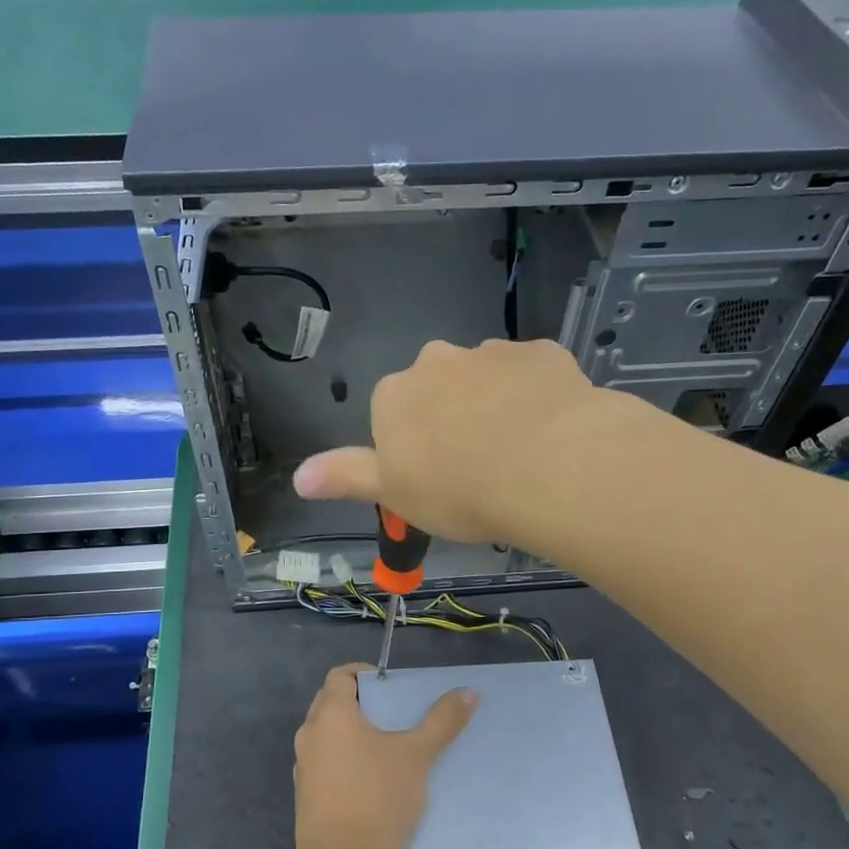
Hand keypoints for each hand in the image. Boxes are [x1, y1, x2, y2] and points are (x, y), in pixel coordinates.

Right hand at [292, 339, 603, 546]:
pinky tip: (551, 431)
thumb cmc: (457, 489)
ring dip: (495, 405)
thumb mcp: (393, 495)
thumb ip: (345, 478)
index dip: (414, 448)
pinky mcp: (541, 353)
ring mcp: (492, 353)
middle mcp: (438, 361)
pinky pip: (532, 376)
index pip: (393, 413)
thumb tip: (297, 477)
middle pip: (439, 388)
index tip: (437, 479)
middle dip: (452, 417)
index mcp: (396, 394)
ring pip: (487, 379)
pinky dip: (537, 398)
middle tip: (477, 466)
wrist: (545, 466)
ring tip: (519, 454)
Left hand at [293, 662, 476, 848]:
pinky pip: (325, 764)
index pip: (339, 675)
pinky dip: (345, 761)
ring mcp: (304, 767)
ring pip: (327, 736)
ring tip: (388, 746)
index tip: (390, 685)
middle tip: (393, 713)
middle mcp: (310, 734)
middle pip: (331, 703)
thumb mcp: (417, 755)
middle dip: (360, 703)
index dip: (363, 674)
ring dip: (352, 734)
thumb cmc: (378, 797)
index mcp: (331, 714)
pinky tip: (373, 780)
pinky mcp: (306, 796)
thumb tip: (468, 692)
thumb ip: (442, 721)